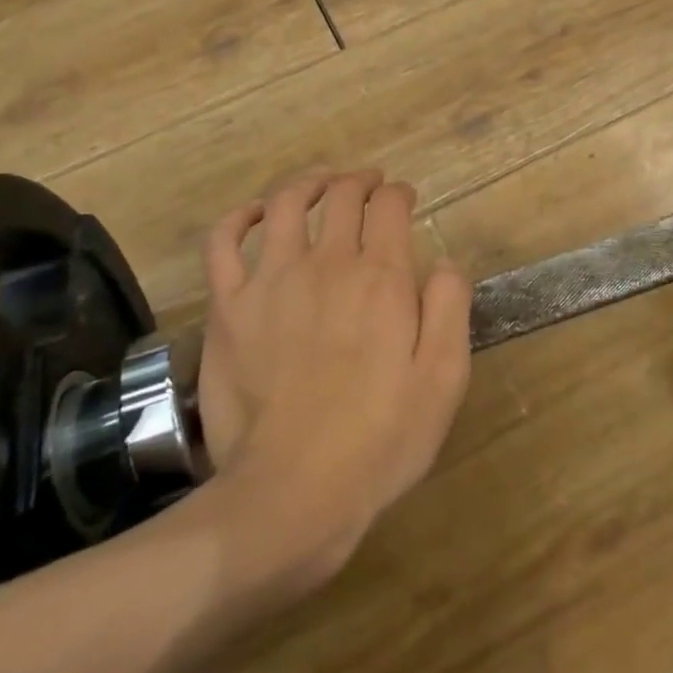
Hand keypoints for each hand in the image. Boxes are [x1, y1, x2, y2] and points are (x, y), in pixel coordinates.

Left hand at [193, 170, 471, 582]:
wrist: (293, 491)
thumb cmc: (380, 439)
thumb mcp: (443, 378)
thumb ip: (449, 308)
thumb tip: (444, 261)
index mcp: (380, 277)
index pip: (389, 206)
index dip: (399, 193)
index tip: (404, 199)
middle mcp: (326, 264)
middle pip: (341, 196)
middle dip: (359, 181)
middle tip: (368, 185)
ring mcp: (270, 281)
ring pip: (285, 204)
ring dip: (308, 183)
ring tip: (321, 184)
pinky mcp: (228, 308)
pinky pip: (223, 243)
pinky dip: (239, 217)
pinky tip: (254, 214)